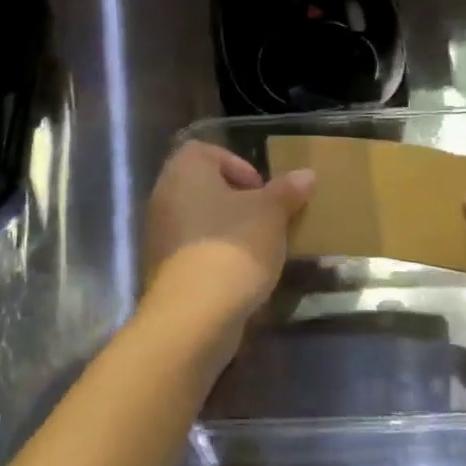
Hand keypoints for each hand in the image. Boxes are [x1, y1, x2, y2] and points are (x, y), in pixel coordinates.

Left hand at [141, 141, 314, 340]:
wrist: (194, 314)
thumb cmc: (234, 246)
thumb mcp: (271, 214)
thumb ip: (287, 191)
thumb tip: (306, 174)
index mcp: (185, 170)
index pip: (207, 151)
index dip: (238, 166)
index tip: (262, 191)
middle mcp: (164, 195)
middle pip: (203, 186)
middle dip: (236, 200)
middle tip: (265, 218)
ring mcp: (159, 233)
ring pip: (198, 219)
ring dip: (226, 229)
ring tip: (258, 249)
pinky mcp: (161, 267)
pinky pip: (192, 248)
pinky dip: (214, 254)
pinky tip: (239, 274)